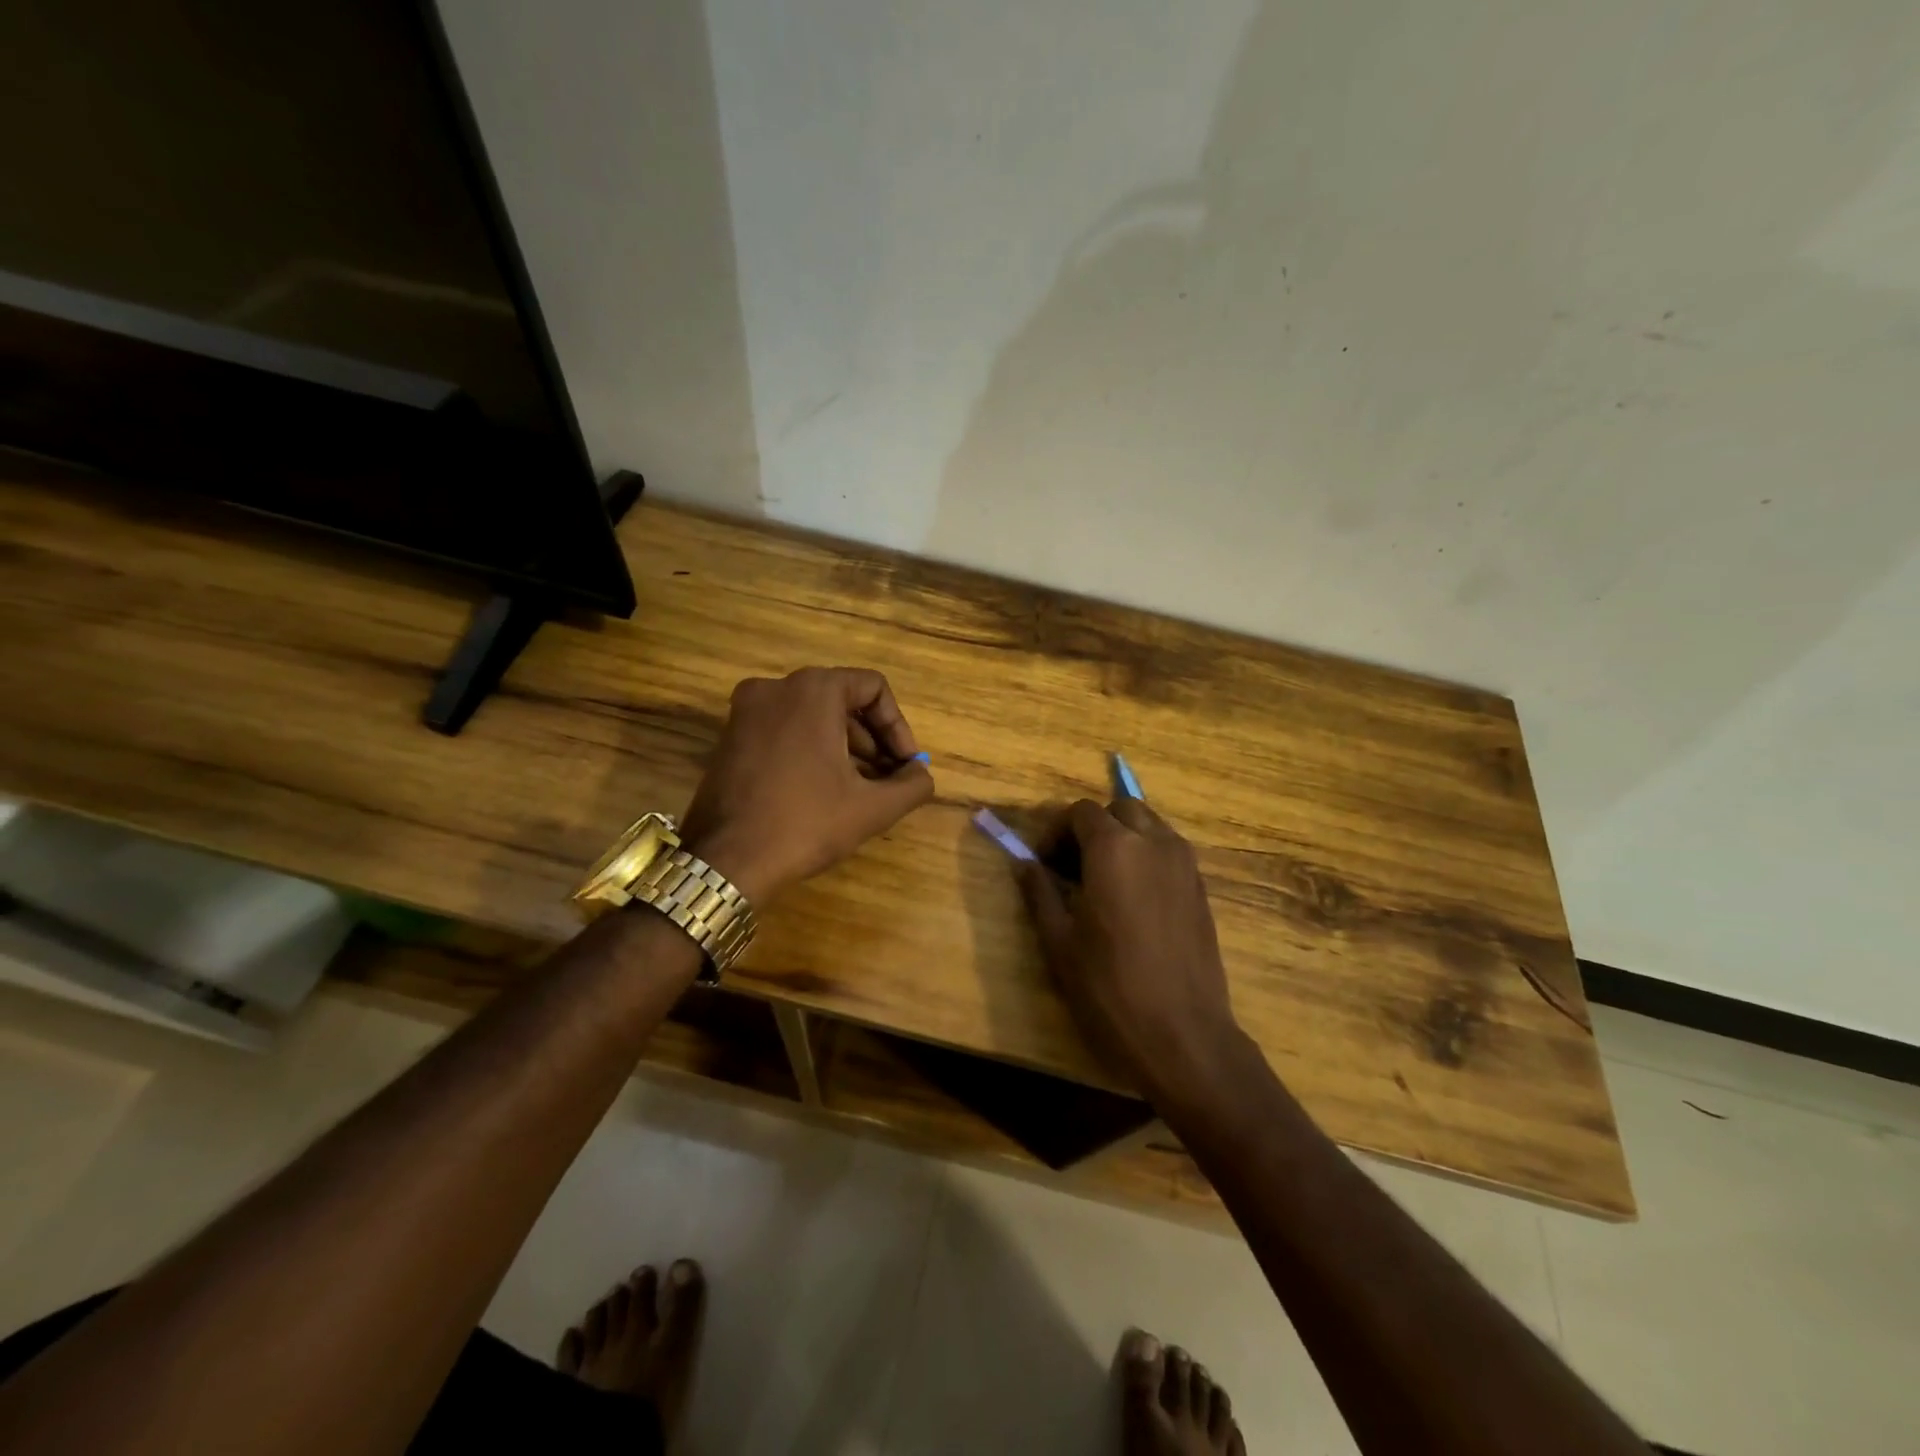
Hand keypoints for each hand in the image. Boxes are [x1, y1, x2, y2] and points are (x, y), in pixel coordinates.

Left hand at [678, 668, 934, 904]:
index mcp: (811, 690)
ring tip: (861, 790)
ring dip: (845, 747)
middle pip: (842, 700)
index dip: (898, 726)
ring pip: (812, 716)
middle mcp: (775, 688)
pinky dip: (811, 750)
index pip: (873, 688)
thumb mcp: (873, 807)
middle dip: (873, 740)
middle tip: (888, 779)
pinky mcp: (730, 737)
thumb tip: (920, 774)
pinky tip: (824, 791)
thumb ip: (912, 784)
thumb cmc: (805, 824)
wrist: (726, 862)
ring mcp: (746, 711)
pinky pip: (785, 730)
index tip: (905, 765)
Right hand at [1019, 798, 1247, 1101]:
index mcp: (1114, 849)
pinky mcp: (1201, 887)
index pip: (1080, 812)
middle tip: (1072, 866)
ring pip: (1150, 825)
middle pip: (1120, 809)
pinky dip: (1147, 855)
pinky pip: (1169, 850)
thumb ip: (1039, 892)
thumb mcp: (1059, 941)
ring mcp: (1184, 863)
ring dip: (1123, 837)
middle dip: (1092, 827)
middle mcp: (1154, 843)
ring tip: (1103, 880)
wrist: (1183, 1034)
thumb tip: (1023, 864)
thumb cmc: (1110, 988)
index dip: (1056, 831)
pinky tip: (1133, 898)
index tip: (1043, 863)